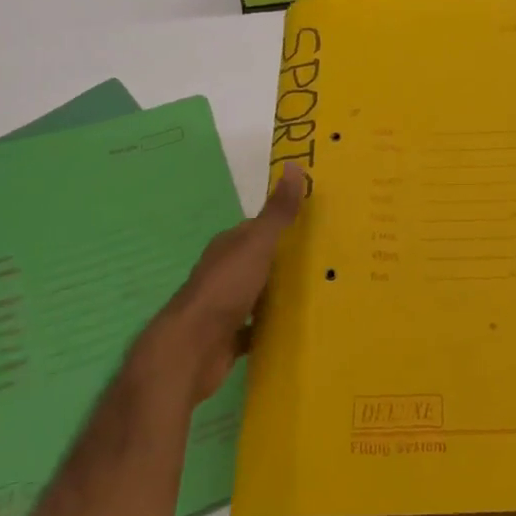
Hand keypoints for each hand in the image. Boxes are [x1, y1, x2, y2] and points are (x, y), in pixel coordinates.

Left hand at [135, 163, 304, 404]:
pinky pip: (254, 328)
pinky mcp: (227, 338)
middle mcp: (224, 272)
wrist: (191, 349)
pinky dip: (270, 327)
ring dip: (278, 294)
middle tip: (323, 263)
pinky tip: (294, 329)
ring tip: (316, 294)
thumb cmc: (225, 289)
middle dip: (284, 261)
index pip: (258, 229)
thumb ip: (277, 212)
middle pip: (258, 261)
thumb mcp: (257, 244)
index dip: (282, 226)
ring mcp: (224, 306)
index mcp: (229, 246)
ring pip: (257, 294)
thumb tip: (294, 165)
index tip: (313, 228)